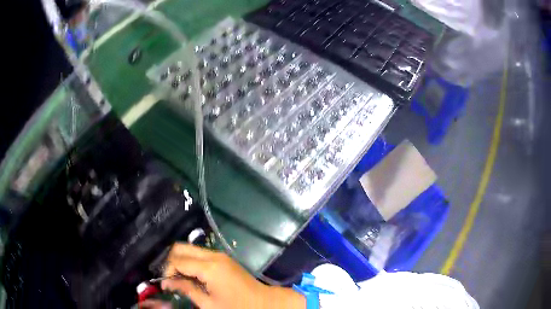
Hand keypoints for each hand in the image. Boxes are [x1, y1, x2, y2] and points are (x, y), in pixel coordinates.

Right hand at [159, 243, 304, 308]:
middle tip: (170, 278)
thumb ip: (187, 289)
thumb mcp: (209, 304)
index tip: (165, 284)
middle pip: (181, 247)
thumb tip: (167, 282)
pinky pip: (200, 254)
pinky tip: (191, 275)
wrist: (264, 302)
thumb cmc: (237, 307)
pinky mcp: (223, 258)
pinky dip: (191, 262)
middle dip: (171, 261)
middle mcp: (213, 255)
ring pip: (190, 249)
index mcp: (209, 267)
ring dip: (181, 261)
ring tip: (179, 278)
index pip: (178, 261)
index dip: (167, 271)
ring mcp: (219, 255)